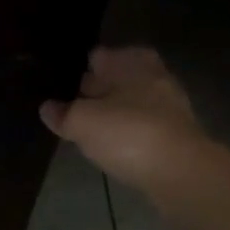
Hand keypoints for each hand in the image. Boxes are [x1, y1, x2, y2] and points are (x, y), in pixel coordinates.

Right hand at [41, 46, 204, 188]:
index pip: (98, 56)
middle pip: (118, 78)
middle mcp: (153, 76)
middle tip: (70, 104)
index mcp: (131, 61)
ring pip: (131, 103)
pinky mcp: (177, 136)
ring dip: (113, 112)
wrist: (182, 173)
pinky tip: (112, 146)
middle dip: (97, 89)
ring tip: (88, 128)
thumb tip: (47, 108)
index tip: (59, 83)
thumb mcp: (82, 122)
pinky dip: (128, 133)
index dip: (78, 68)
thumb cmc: (128, 133)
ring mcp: (169, 106)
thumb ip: (62, 113)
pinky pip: (143, 127)